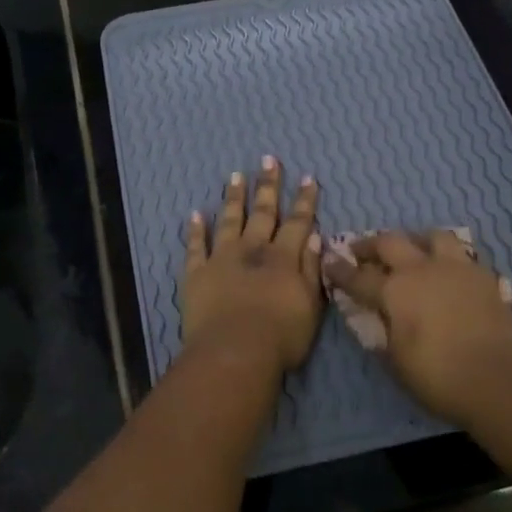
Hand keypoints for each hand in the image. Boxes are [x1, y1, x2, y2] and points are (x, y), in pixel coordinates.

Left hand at [181, 157, 323, 371]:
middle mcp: (253, 250)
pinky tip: (196, 213)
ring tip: (235, 176)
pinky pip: (195, 246)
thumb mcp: (311, 306)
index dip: (304, 200)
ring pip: (229, 220)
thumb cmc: (281, 336)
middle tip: (268, 160)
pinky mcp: (196, 273)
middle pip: (263, 213)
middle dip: (268, 186)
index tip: (307, 177)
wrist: (234, 352)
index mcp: (283, 258)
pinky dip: (196, 229)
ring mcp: (222, 258)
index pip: (298, 223)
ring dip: (234, 198)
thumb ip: (312, 270)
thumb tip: (316, 238)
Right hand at [323, 230, 511, 422]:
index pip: (359, 276)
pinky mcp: (484, 277)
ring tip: (413, 251)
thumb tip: (379, 318)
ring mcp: (457, 269)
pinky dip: (449, 259)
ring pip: (433, 236)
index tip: (330, 261)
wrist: (499, 379)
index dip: (341, 270)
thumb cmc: (438, 376)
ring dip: (416, 240)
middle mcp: (422, 269)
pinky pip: (462, 256)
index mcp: (395, 290)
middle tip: (362, 251)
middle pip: (391, 241)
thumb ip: (384, 333)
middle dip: (372, 244)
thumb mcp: (397, 361)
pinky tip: (448, 274)